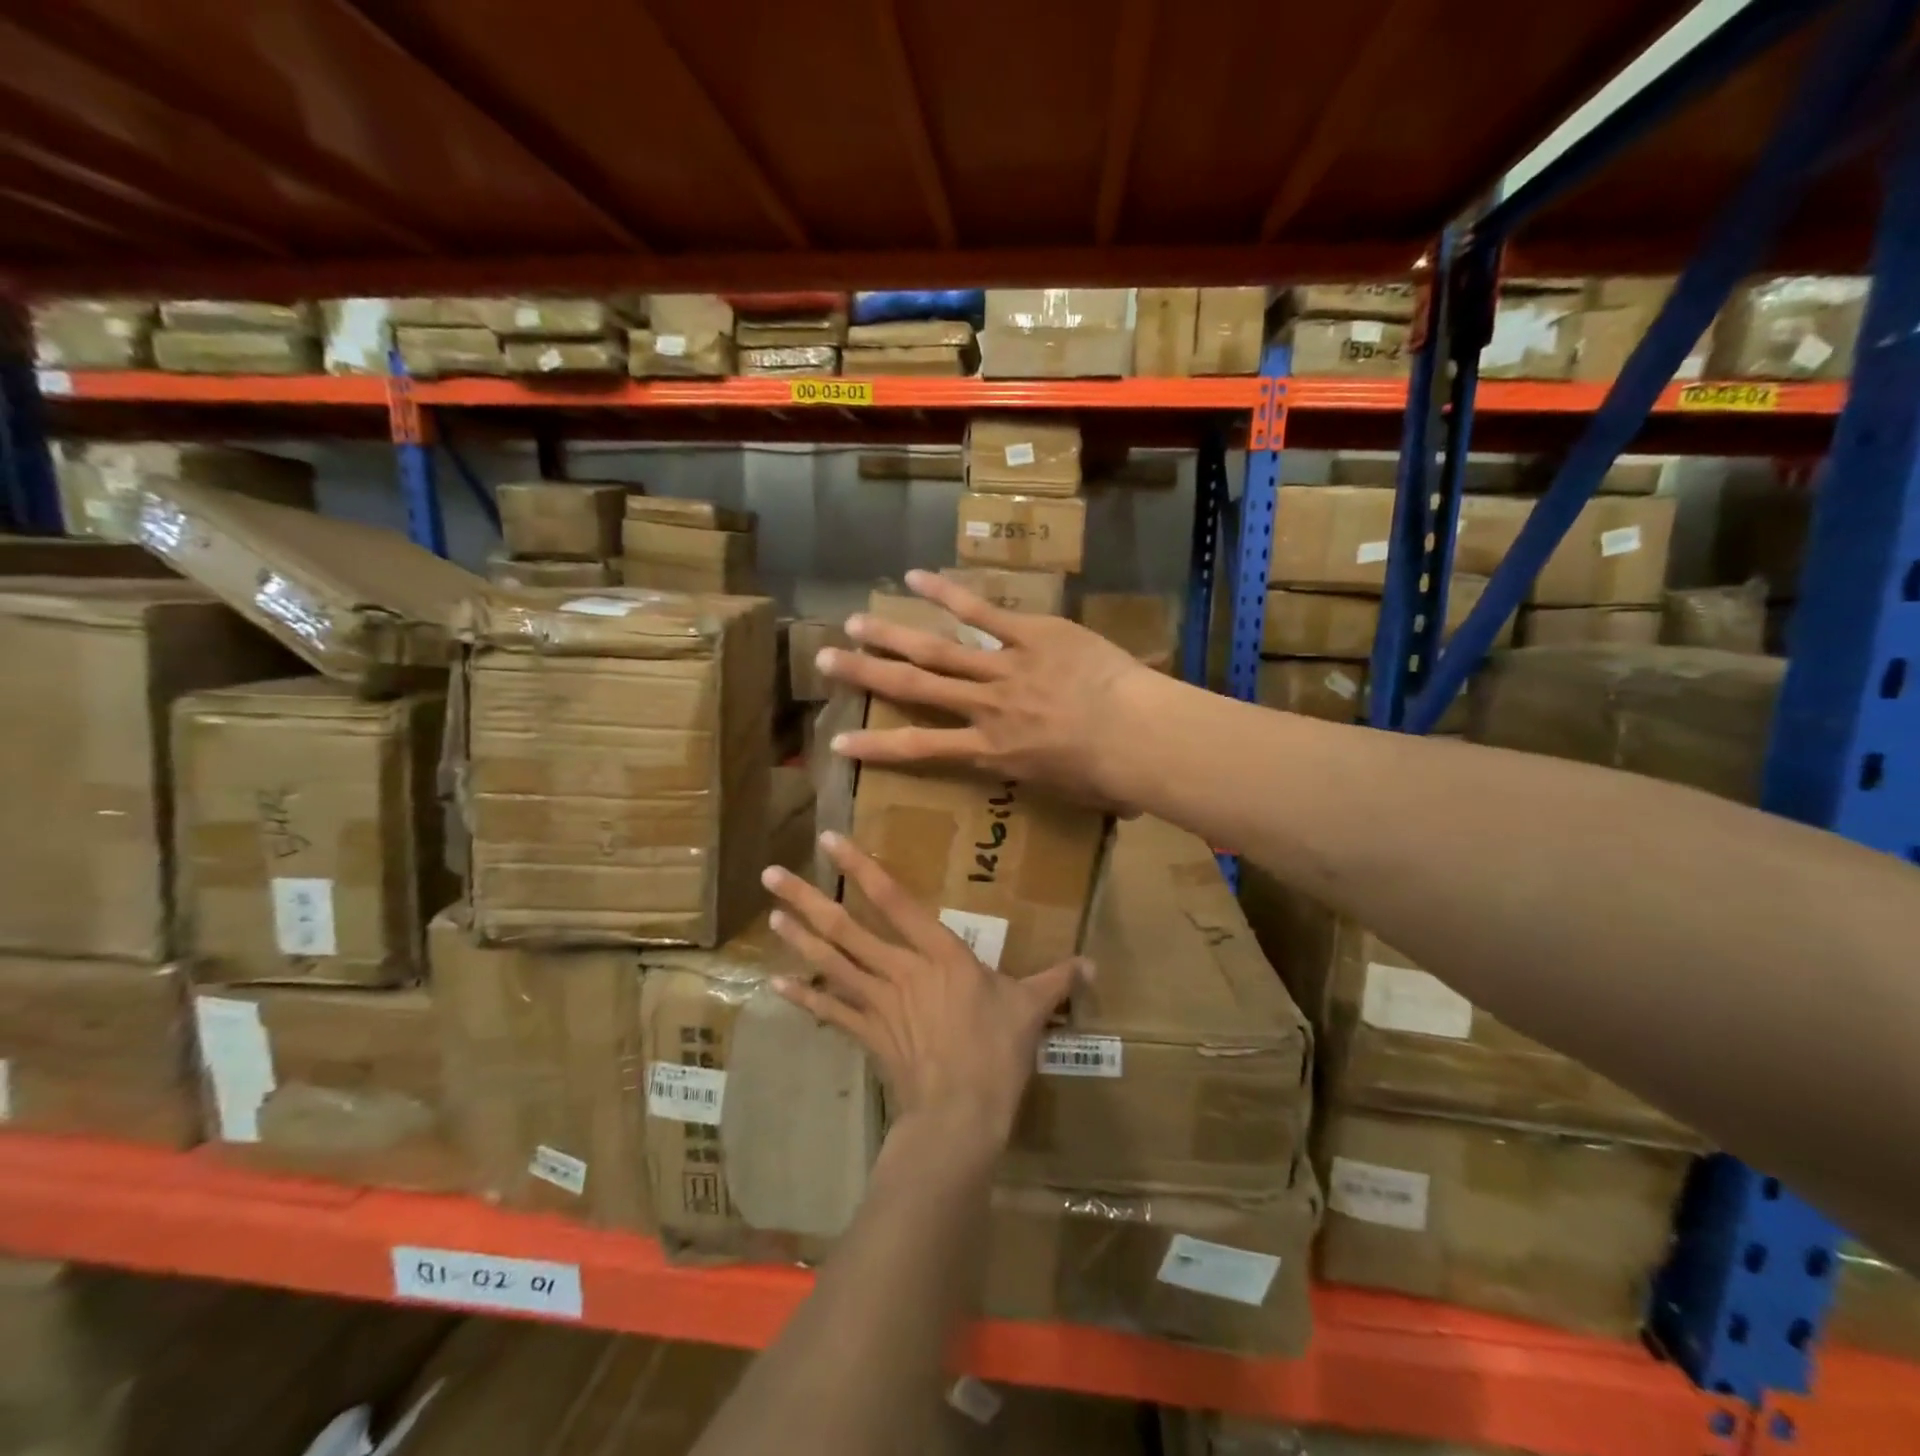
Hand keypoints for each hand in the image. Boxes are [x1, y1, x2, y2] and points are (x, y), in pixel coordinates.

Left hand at [760, 832, 1089, 1152]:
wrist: (961, 1114)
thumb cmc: (997, 1052)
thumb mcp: (1031, 1009)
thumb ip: (1056, 981)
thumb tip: (1092, 965)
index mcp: (939, 954)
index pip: (894, 900)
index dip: (860, 867)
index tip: (829, 841)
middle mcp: (900, 969)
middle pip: (846, 928)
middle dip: (807, 899)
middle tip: (770, 874)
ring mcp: (878, 1003)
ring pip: (832, 963)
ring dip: (800, 939)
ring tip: (772, 914)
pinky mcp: (868, 1035)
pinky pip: (832, 1012)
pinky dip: (805, 998)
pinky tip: (777, 984)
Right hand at [817, 569, 1160, 810]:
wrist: (1137, 736)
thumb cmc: (1110, 776)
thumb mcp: (1074, 793)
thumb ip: (1061, 783)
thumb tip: (1086, 794)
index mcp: (992, 751)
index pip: (920, 750)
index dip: (876, 747)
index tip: (840, 742)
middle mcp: (985, 708)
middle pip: (914, 688)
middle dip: (867, 674)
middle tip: (826, 660)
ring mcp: (1005, 667)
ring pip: (937, 650)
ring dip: (892, 635)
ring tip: (855, 621)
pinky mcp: (1031, 634)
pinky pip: (983, 612)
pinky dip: (948, 593)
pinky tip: (915, 577)